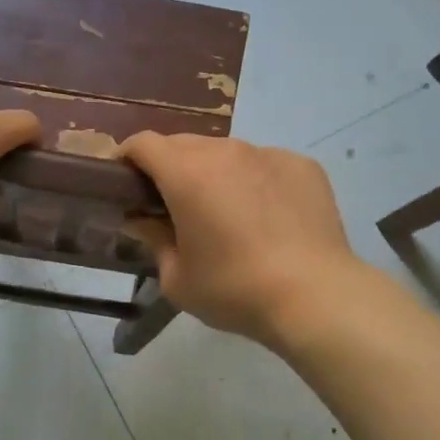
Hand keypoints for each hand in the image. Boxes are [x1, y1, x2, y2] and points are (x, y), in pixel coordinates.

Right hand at [119, 133, 368, 349]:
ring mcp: (267, 154)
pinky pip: (264, 164)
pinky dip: (254, 180)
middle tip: (171, 202)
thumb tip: (141, 220)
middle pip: (183, 144)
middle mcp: (225, 151)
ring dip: (213, 172)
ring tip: (223, 210)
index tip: (123, 180)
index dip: (127, 157)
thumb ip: (153, 240)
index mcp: (186, 173)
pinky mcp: (302, 165)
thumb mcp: (178, 278)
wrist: (316, 296)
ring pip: (226, 152)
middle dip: (169, 166)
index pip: (144, 144)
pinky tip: (266, 216)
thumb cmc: (234, 290)